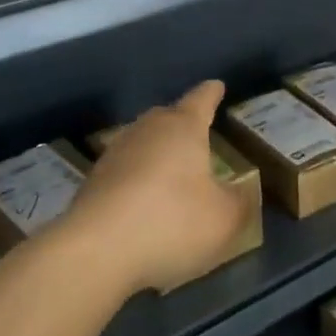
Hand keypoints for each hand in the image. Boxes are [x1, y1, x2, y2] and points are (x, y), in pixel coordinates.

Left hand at [66, 80, 254, 295]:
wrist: (96, 249)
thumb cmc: (171, 222)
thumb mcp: (224, 219)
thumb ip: (240, 202)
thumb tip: (242, 192)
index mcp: (183, 127)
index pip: (201, 99)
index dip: (212, 93)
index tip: (216, 85)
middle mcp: (147, 130)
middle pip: (167, 116)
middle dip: (182, 121)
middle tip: (197, 131)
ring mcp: (115, 153)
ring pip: (143, 141)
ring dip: (157, 151)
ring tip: (171, 167)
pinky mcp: (93, 181)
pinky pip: (124, 170)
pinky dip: (137, 179)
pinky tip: (144, 201)